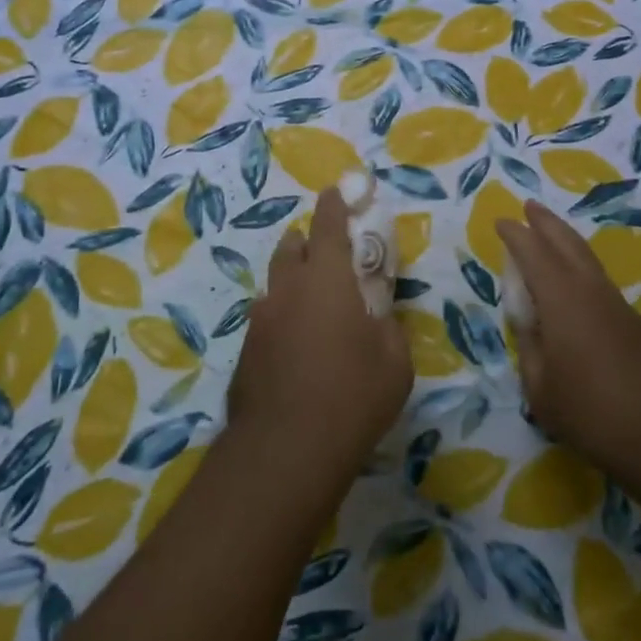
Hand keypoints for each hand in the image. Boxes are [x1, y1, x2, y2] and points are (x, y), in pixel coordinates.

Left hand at [227, 187, 412, 487]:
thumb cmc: (352, 397)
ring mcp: (261, 319)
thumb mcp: (395, 362)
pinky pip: (267, 319)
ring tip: (312, 308)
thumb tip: (379, 318)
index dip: (334, 205)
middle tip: (325, 254)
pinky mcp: (245, 350)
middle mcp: (288, 289)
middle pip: (293, 248)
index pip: (328, 226)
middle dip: (307, 241)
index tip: (335, 191)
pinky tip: (295, 348)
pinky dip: (282, 318)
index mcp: (327, 280)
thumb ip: (389, 327)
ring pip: (276, 284)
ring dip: (293, 282)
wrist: (285, 449)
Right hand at [499, 202, 640, 478]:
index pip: (533, 253)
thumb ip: (530, 349)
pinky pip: (600, 282)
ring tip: (552, 237)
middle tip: (530, 207)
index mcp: (561, 298)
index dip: (516, 235)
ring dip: (567, 242)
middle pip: (567, 243)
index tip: (502, 221)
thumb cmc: (592, 412)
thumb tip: (530, 326)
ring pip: (588, 260)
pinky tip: (578, 287)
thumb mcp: (541, 388)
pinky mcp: (637, 325)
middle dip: (546, 223)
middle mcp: (590, 290)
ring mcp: (618, 305)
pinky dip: (582, 270)